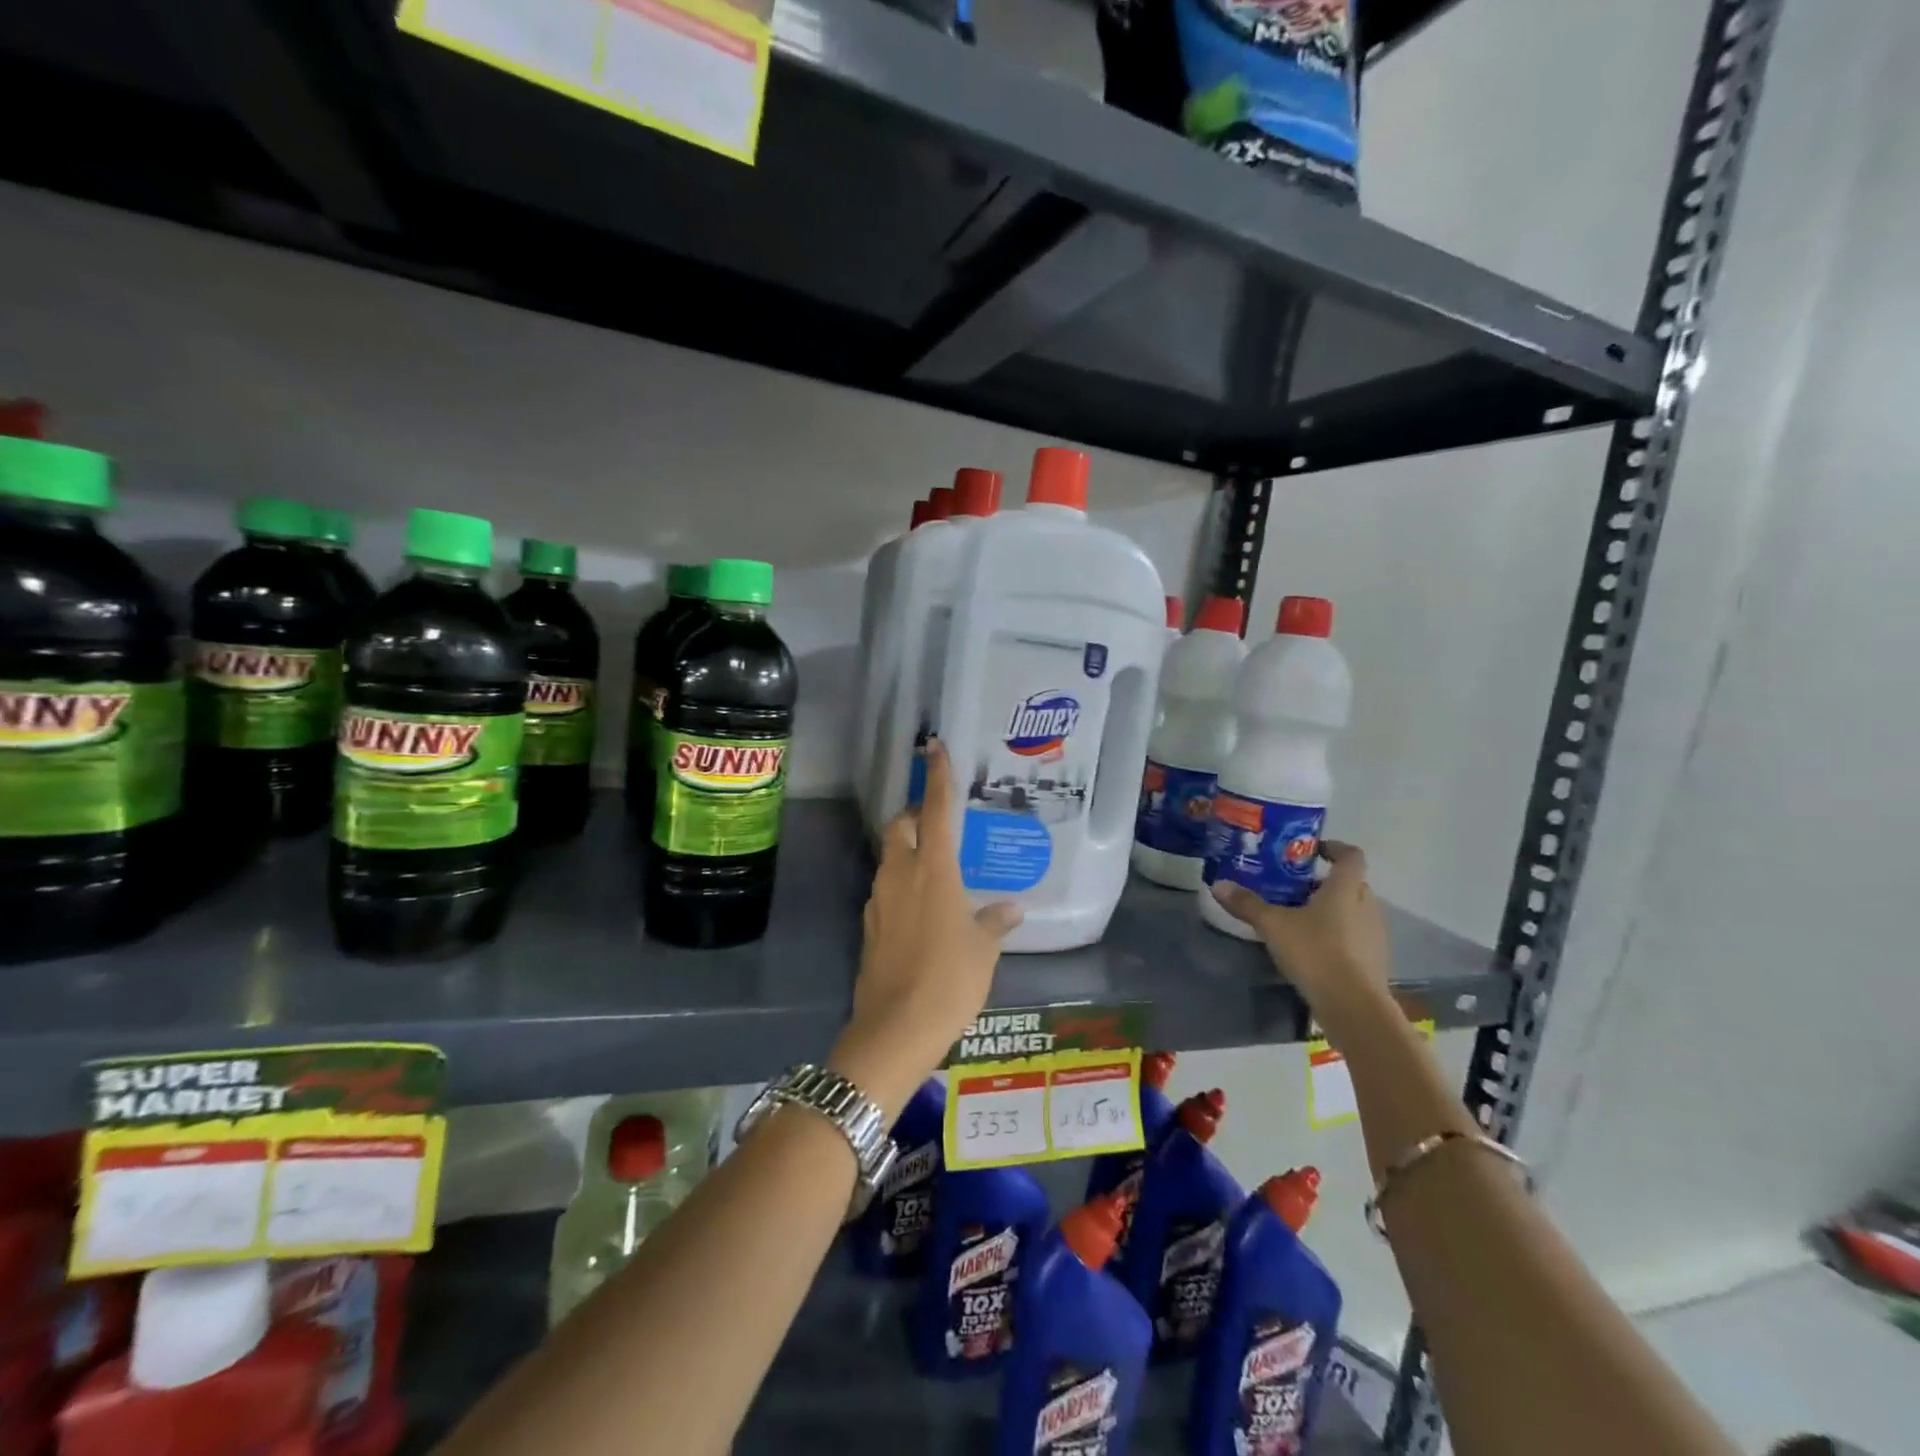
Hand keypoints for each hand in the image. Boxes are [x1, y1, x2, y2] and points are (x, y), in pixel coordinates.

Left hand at [830, 738, 1021, 1116]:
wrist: (896, 1028)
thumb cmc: (950, 980)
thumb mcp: (983, 950)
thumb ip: (995, 922)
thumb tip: (1012, 908)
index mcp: (934, 870)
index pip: (935, 810)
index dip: (937, 777)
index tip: (935, 747)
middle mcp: (901, 875)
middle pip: (900, 827)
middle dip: (913, 815)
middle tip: (935, 822)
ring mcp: (879, 900)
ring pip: (889, 858)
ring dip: (905, 851)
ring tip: (934, 867)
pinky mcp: (869, 926)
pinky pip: (885, 890)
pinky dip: (901, 885)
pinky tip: (921, 908)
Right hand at [1209, 841, 1392, 1049]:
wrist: (1354, 1007)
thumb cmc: (1316, 952)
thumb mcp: (1273, 925)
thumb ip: (1247, 904)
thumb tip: (1217, 885)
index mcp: (1346, 888)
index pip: (1351, 855)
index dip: (1333, 848)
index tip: (1312, 850)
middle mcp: (1367, 905)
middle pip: (1351, 883)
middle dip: (1324, 882)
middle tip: (1293, 887)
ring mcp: (1375, 934)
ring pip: (1354, 910)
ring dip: (1332, 909)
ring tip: (1299, 918)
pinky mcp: (1374, 960)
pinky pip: (1356, 936)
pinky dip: (1338, 934)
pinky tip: (1312, 948)